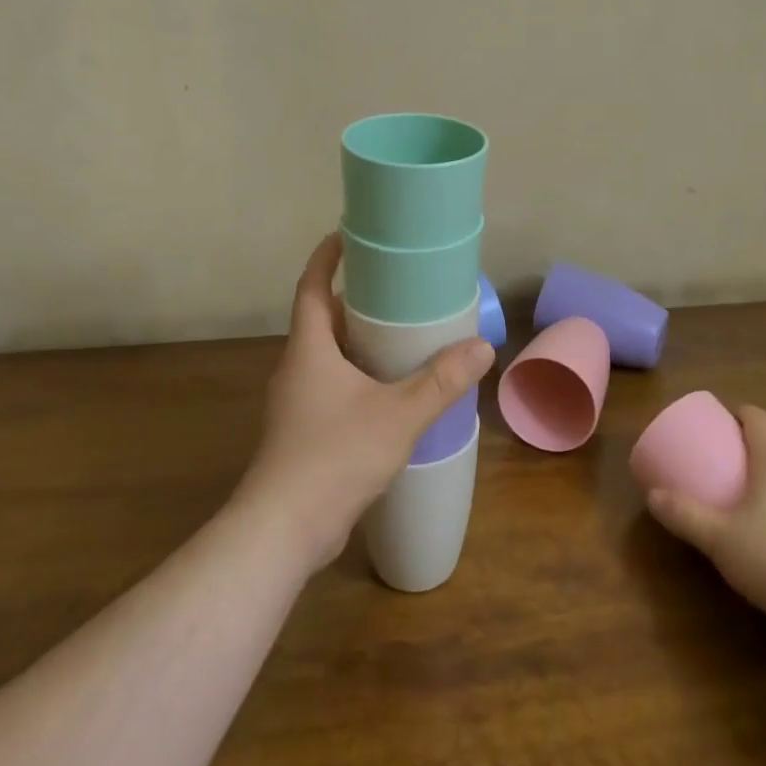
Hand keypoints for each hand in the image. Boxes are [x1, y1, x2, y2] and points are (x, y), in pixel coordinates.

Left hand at [237, 233, 493, 574]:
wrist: (283, 530)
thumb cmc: (335, 456)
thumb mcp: (398, 414)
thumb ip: (440, 382)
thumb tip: (481, 348)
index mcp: (309, 349)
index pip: (311, 287)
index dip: (326, 257)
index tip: (347, 235)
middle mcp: (297, 368)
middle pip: (321, 320)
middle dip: (353, 302)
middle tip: (394, 291)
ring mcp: (295, 403)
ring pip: (326, 357)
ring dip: (356, 342)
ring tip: (399, 338)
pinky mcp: (301, 433)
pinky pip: (329, 387)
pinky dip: (355, 376)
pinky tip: (387, 393)